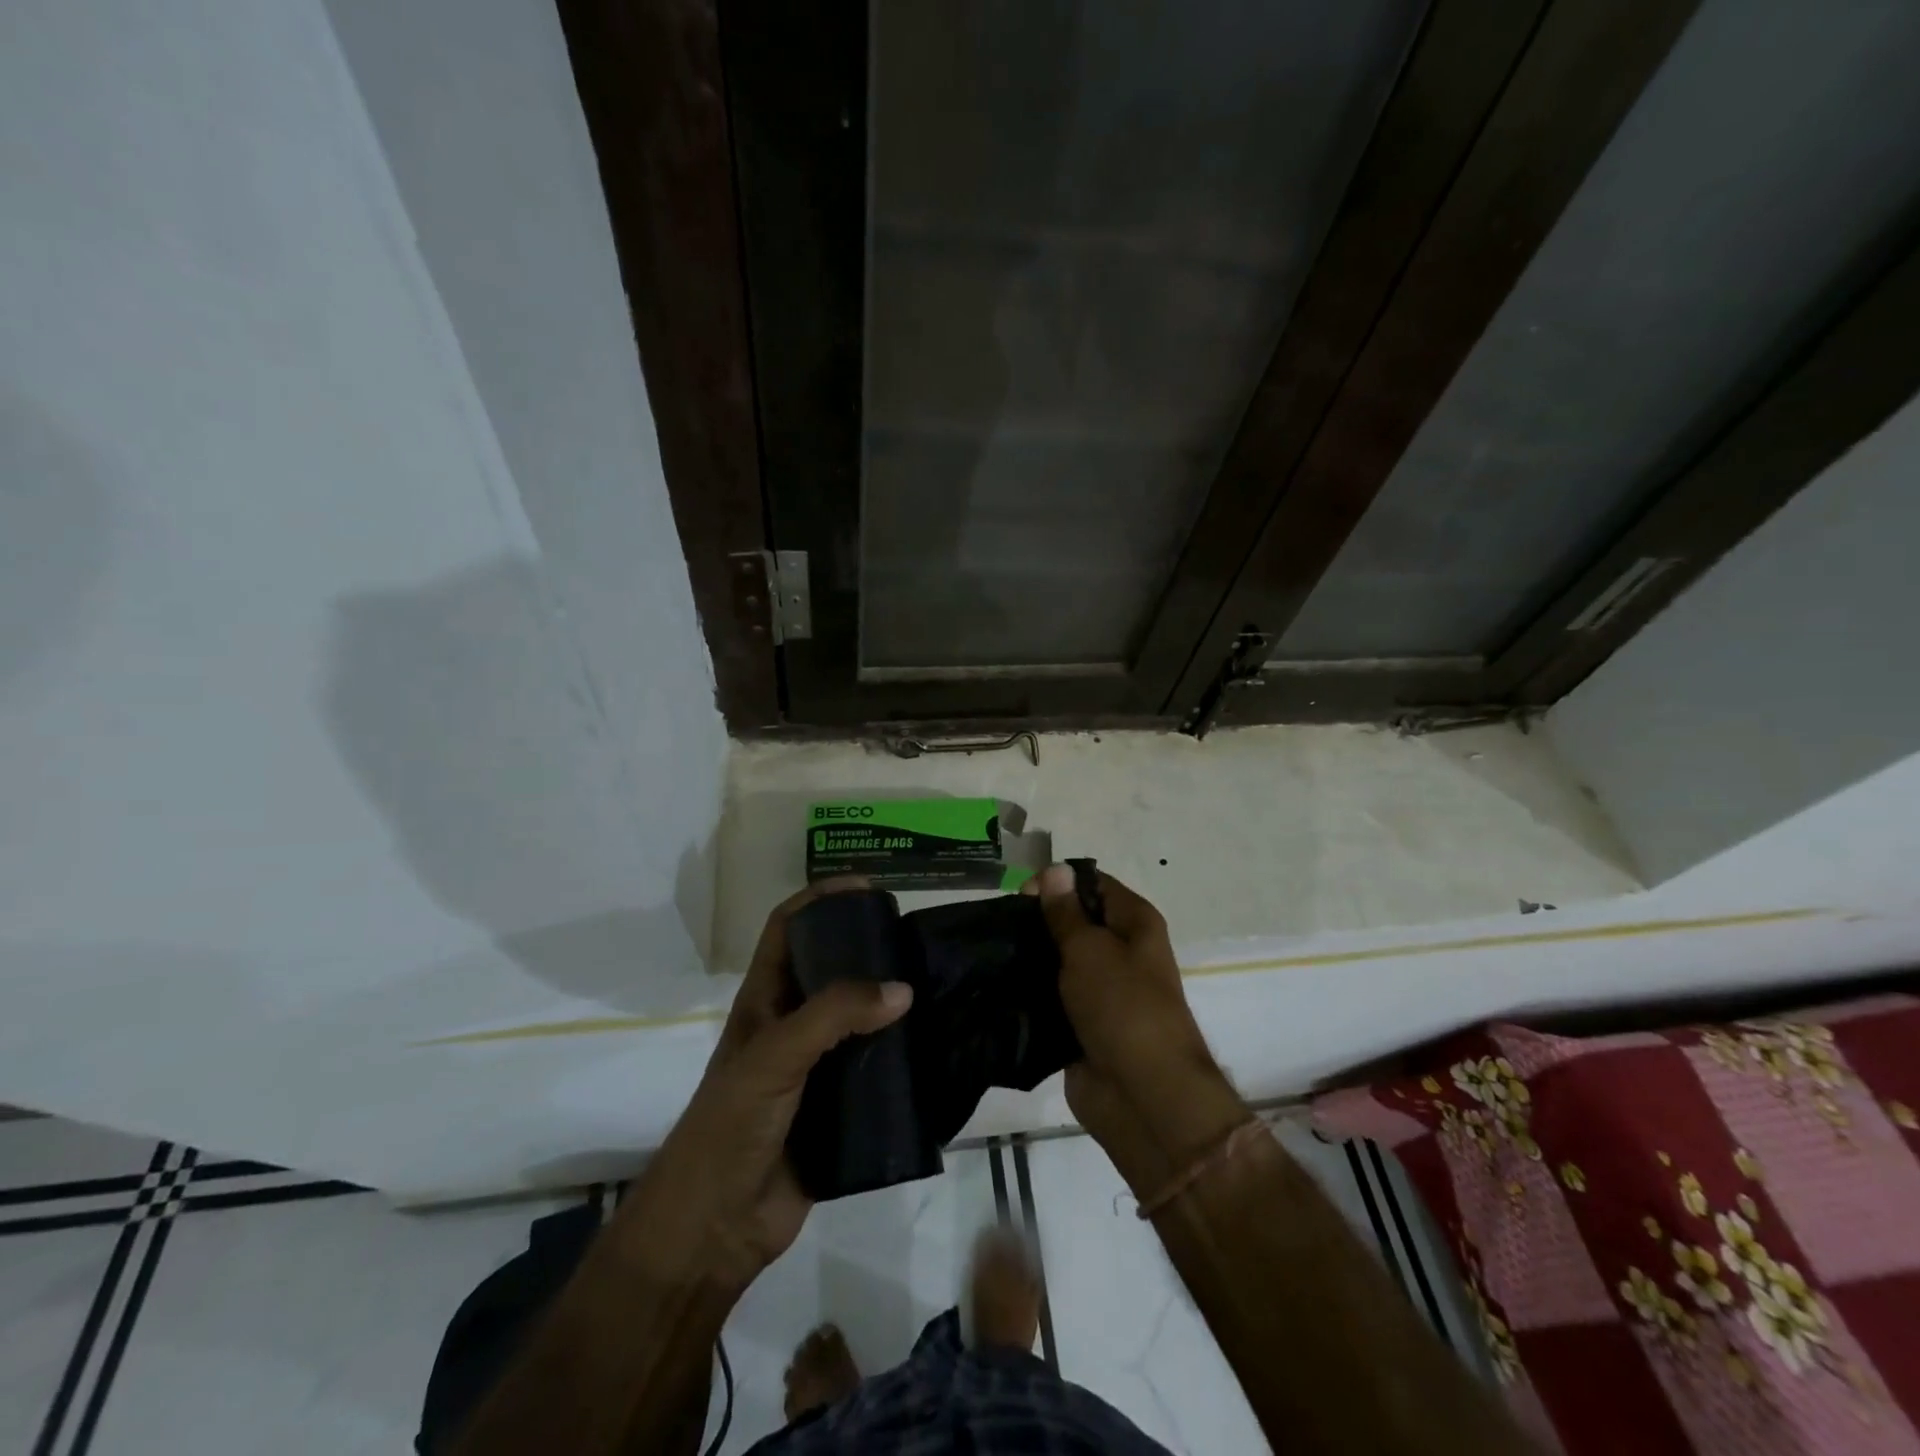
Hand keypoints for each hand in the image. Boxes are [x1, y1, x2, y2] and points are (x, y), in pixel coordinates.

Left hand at [612, 879, 911, 1294]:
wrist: (716, 1228)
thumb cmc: (730, 1125)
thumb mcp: (775, 1055)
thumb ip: (834, 1015)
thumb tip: (903, 989)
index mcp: (764, 1001)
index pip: (788, 928)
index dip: (821, 898)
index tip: (867, 888)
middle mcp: (791, 1026)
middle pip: (832, 970)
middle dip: (869, 950)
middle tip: (915, 941)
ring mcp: (816, 1069)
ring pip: (861, 1021)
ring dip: (892, 1005)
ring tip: (937, 988)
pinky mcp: (841, 1109)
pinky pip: (878, 1072)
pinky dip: (904, 1059)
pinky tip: (936, 1050)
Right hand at [1024, 865, 1246, 1190]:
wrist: (1142, 1096)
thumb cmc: (1122, 1006)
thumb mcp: (1089, 949)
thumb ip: (1065, 912)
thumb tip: (1055, 870)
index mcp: (1134, 923)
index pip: (1093, 884)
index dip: (1058, 882)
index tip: (1020, 893)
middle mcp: (1122, 951)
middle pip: (1074, 921)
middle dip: (1038, 920)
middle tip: (1000, 926)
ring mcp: (1102, 990)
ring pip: (1059, 961)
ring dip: (1031, 958)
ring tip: (992, 954)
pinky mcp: (1082, 1023)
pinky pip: (1052, 997)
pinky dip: (1030, 993)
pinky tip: (997, 986)